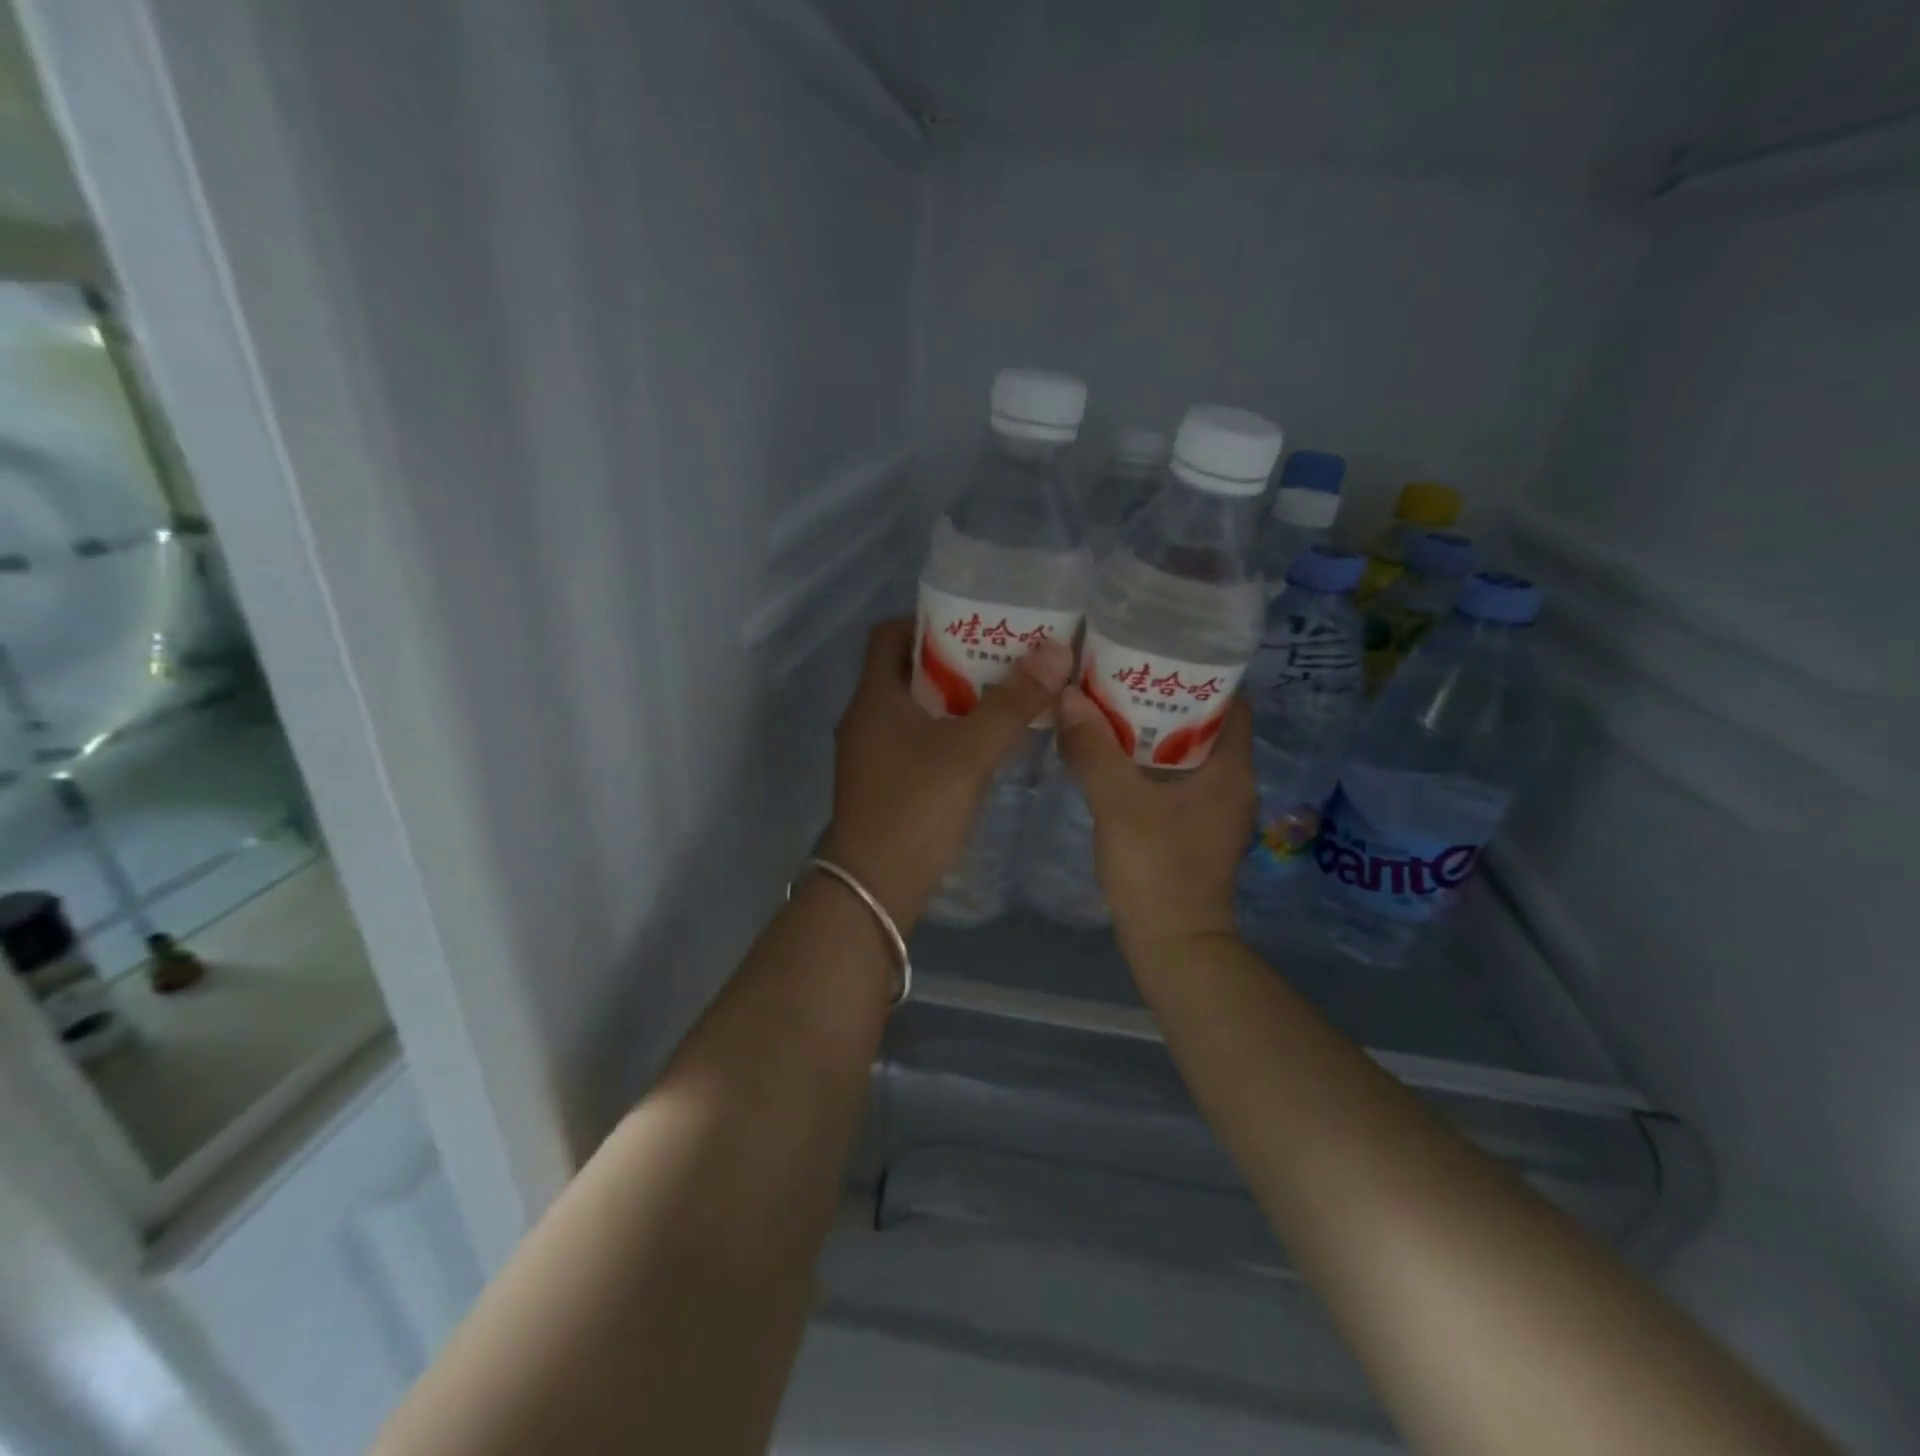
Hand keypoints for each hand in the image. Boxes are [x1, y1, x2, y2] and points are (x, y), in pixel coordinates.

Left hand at [819, 617, 1072, 929]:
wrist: (873, 889)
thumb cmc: (916, 807)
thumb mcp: (970, 751)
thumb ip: (1012, 702)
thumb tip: (1056, 650)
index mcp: (874, 696)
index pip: (891, 634)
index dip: (929, 621)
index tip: (975, 624)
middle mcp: (865, 718)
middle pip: (907, 671)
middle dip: (955, 661)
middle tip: (1004, 659)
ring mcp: (871, 754)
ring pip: (915, 710)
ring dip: (955, 700)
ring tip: (1004, 697)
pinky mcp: (883, 784)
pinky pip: (917, 742)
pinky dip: (947, 734)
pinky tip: (984, 747)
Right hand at [1055, 685, 1255, 962]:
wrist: (1172, 945)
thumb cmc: (1157, 869)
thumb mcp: (1118, 803)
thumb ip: (1092, 749)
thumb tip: (1067, 696)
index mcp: (1230, 768)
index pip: (1229, 700)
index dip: (1198, 672)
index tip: (1157, 652)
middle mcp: (1231, 783)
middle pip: (1203, 723)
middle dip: (1164, 698)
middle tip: (1119, 674)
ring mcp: (1213, 809)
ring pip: (1184, 753)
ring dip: (1150, 731)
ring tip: (1108, 705)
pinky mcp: (1193, 829)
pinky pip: (1172, 779)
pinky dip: (1145, 762)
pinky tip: (1109, 756)